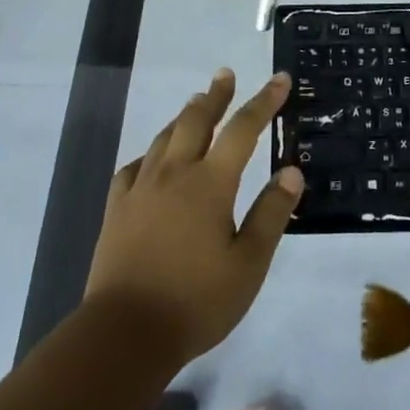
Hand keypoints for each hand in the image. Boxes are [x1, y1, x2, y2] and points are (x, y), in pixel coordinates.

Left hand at [85, 70, 304, 367]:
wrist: (124, 334)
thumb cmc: (196, 301)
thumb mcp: (249, 264)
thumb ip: (271, 214)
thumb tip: (291, 170)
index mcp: (211, 183)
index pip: (243, 129)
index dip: (264, 101)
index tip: (279, 78)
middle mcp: (175, 173)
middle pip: (197, 120)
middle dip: (216, 95)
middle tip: (225, 75)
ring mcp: (141, 188)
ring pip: (165, 137)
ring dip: (185, 115)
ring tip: (196, 103)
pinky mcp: (117, 208)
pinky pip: (135, 166)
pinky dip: (151, 153)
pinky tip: (153, 158)